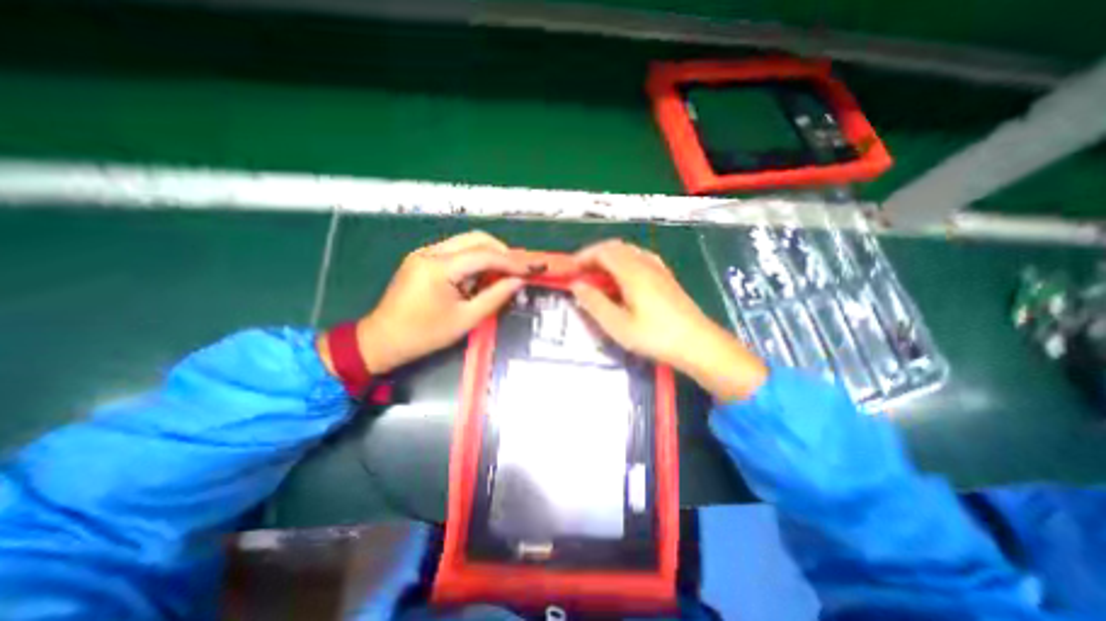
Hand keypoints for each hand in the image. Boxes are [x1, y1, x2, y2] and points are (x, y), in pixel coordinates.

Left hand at [319, 232, 543, 374]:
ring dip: (488, 254)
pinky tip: (481, 276)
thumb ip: (495, 297)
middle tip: (520, 268)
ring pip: (466, 242)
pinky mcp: (422, 259)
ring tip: (504, 273)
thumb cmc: (424, 334)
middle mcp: (430, 252)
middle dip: (502, 251)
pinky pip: (455, 251)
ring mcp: (424, 253)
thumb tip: (519, 282)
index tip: (532, 268)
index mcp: (439, 267)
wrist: (382, 340)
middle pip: (475, 239)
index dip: (512, 261)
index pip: (484, 255)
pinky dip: (473, 260)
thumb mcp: (465, 319)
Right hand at [571, 237, 770, 401]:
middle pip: (615, 247)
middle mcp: (645, 263)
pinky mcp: (666, 277)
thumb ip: (594, 303)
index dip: (583, 257)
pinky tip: (623, 277)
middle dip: (594, 255)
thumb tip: (576, 285)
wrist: (698, 343)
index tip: (570, 270)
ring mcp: (658, 268)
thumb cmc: (655, 336)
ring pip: (629, 251)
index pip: (602, 252)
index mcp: (632, 272)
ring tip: (598, 275)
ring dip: (609, 257)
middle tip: (580, 272)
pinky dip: (624, 261)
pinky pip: (640, 258)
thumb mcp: (618, 325)